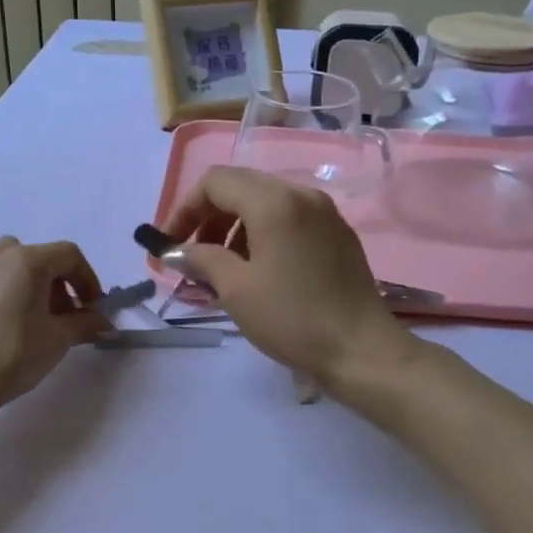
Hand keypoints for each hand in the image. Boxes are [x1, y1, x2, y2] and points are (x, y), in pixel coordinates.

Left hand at [0, 237, 105, 417]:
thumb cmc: (13, 356)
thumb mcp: (58, 340)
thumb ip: (85, 324)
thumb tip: (106, 324)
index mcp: (28, 261)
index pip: (69, 255)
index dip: (86, 279)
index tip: (90, 307)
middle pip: (36, 256)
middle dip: (54, 281)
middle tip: (59, 314)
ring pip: (4, 259)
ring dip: (21, 278)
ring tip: (22, 311)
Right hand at [160, 166, 417, 388]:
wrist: (361, 350)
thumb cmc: (292, 318)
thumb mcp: (236, 289)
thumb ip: (201, 259)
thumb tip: (176, 251)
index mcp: (274, 202)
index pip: (215, 182)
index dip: (185, 209)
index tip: (170, 245)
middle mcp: (302, 194)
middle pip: (241, 186)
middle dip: (209, 217)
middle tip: (193, 256)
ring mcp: (325, 213)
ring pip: (266, 202)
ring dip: (235, 227)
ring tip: (223, 269)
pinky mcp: (338, 234)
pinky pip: (290, 219)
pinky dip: (263, 234)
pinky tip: (258, 270)